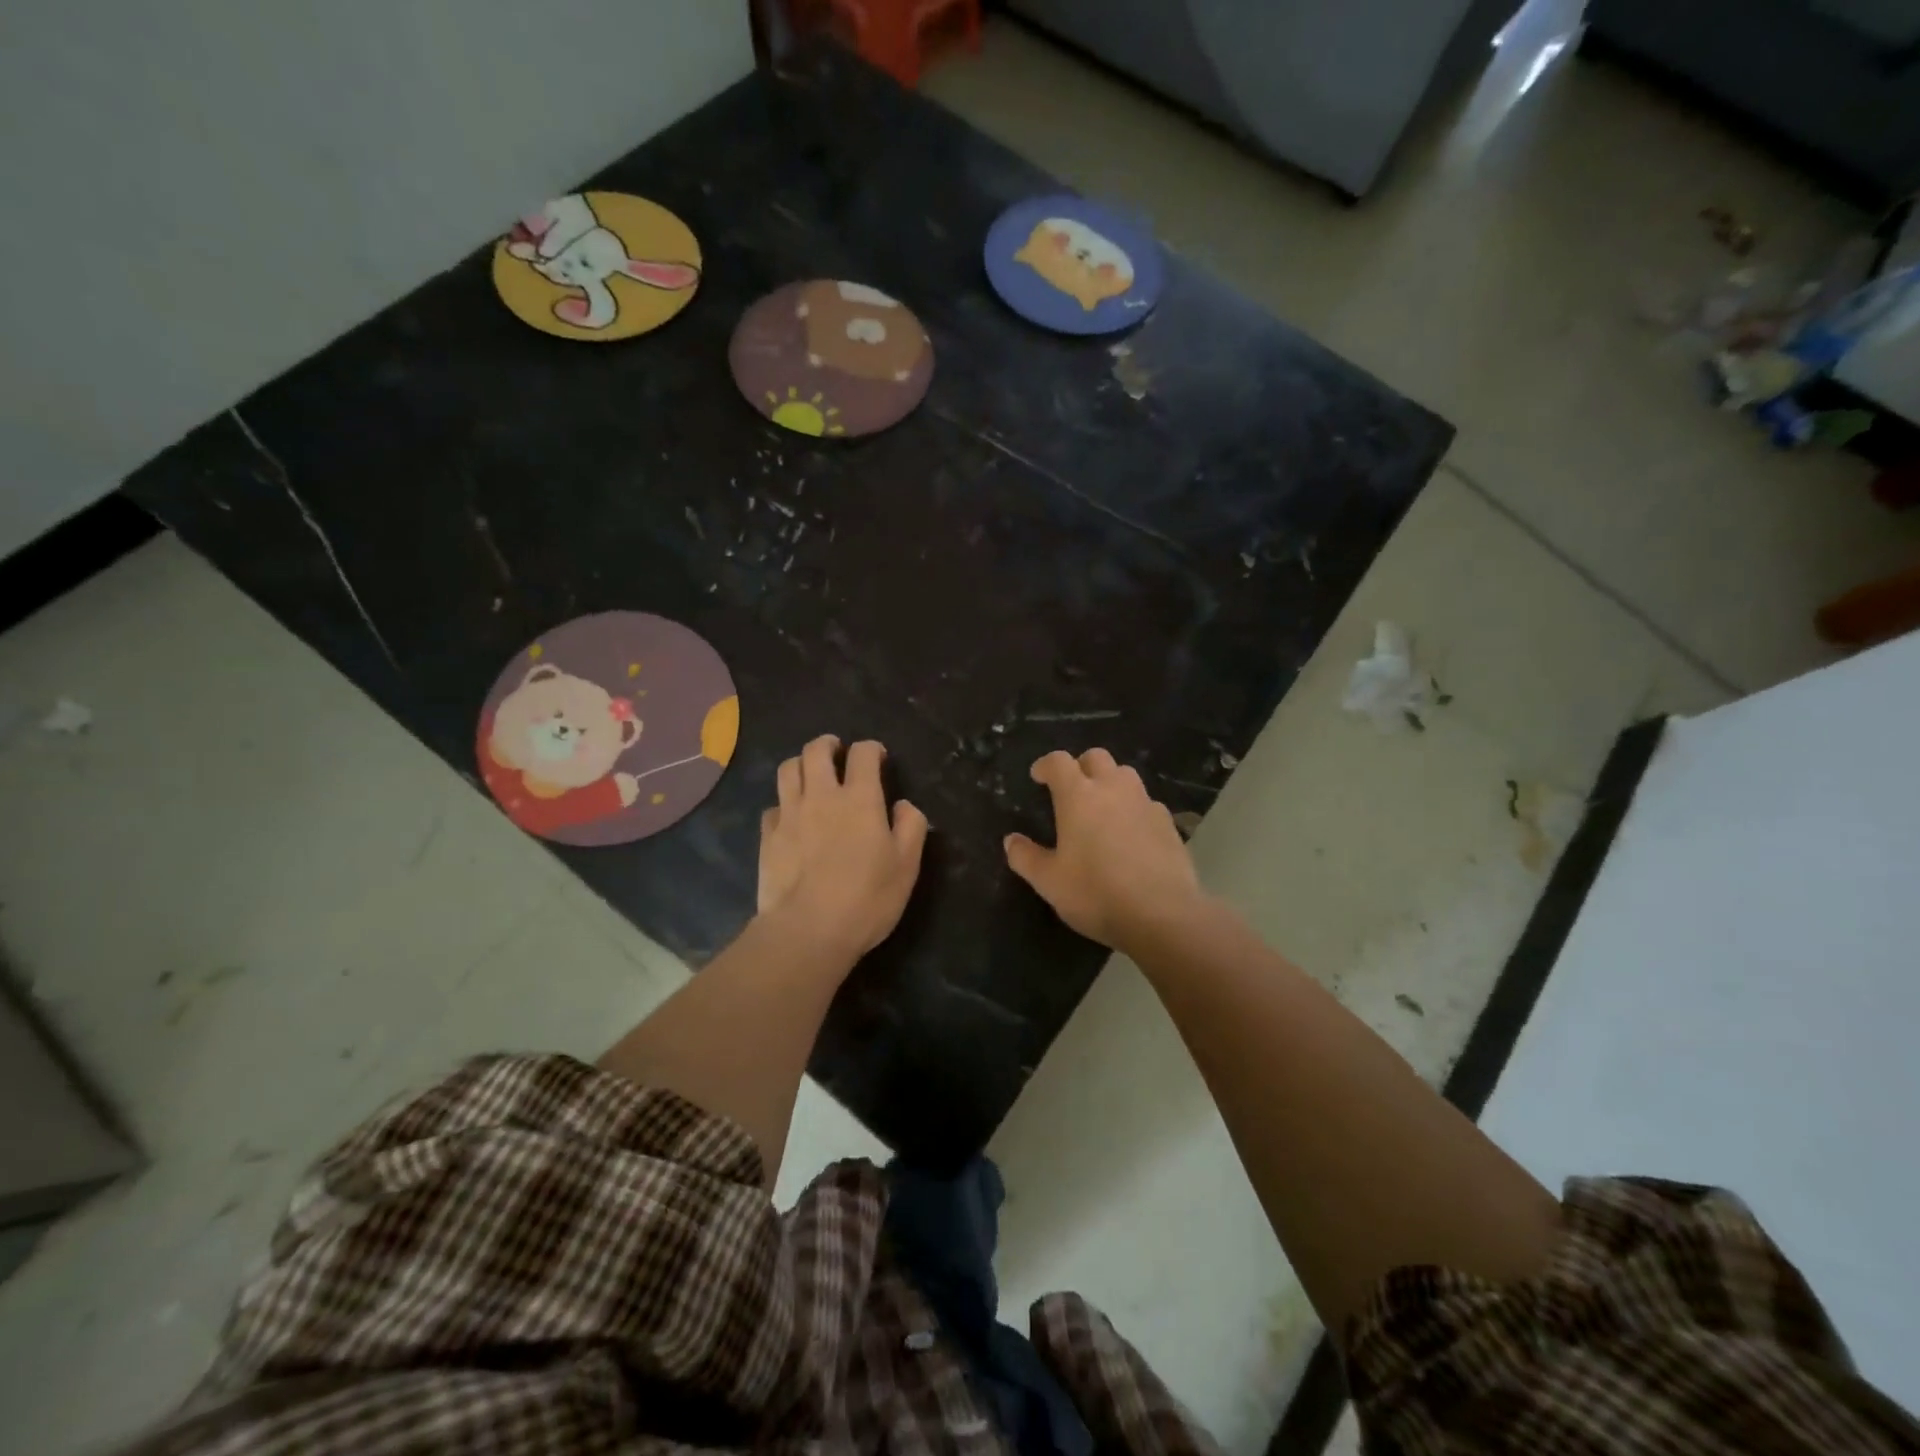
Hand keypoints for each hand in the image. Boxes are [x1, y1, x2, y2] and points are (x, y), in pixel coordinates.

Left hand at [758, 735, 927, 962]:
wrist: (808, 930)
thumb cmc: (866, 898)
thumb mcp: (906, 866)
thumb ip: (911, 827)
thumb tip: (903, 805)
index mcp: (860, 799)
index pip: (863, 754)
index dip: (871, 749)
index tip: (877, 757)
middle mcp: (821, 796)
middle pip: (816, 750)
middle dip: (828, 744)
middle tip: (837, 752)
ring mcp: (789, 814)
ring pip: (787, 769)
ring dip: (801, 764)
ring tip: (810, 774)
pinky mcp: (767, 836)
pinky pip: (773, 806)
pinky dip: (784, 804)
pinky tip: (791, 818)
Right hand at [1004, 748, 1206, 951]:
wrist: (1163, 915)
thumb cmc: (1096, 893)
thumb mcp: (1049, 882)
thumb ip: (1026, 857)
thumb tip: (1011, 840)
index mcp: (1078, 796)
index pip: (1059, 762)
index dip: (1046, 765)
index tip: (1038, 777)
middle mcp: (1113, 789)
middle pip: (1096, 757)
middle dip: (1081, 766)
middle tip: (1071, 790)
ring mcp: (1145, 803)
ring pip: (1126, 775)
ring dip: (1110, 782)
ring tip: (1102, 809)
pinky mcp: (1168, 823)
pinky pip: (1147, 803)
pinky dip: (1134, 808)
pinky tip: (1131, 834)